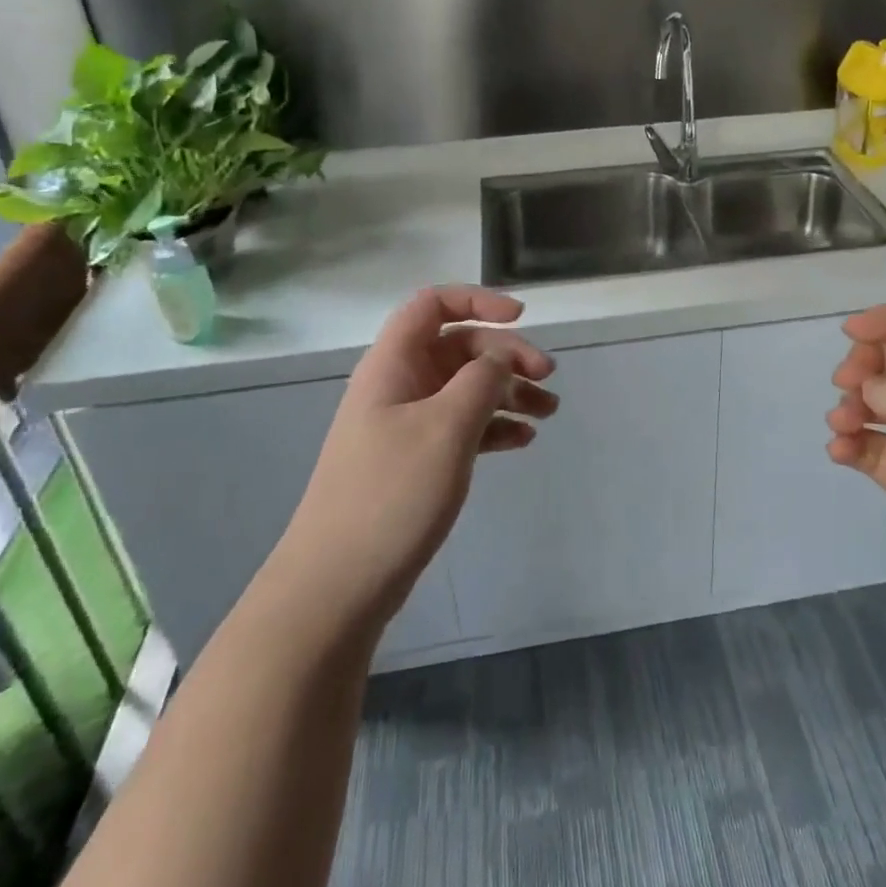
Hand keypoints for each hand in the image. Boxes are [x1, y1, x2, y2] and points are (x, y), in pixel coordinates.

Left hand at [283, 286, 557, 629]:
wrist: (337, 586)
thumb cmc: (391, 494)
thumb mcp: (446, 428)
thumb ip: (481, 380)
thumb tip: (499, 355)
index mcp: (394, 364)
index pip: (433, 304)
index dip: (477, 300)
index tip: (521, 318)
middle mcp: (398, 385)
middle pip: (459, 347)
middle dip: (506, 356)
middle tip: (548, 378)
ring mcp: (405, 424)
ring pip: (464, 388)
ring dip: (507, 392)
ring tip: (548, 412)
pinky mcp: (413, 461)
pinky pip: (461, 426)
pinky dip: (493, 426)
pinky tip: (522, 441)